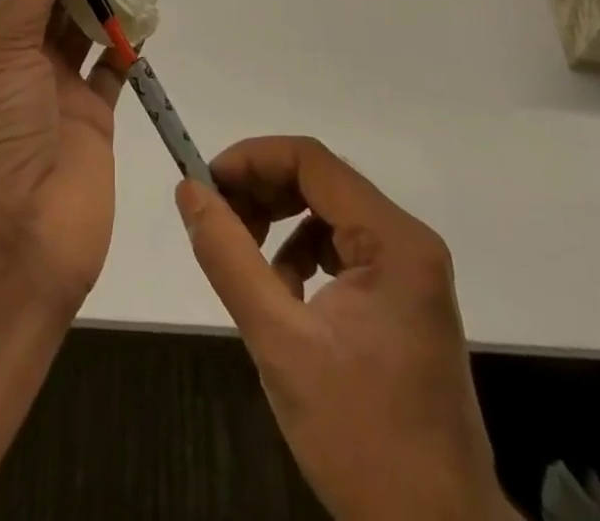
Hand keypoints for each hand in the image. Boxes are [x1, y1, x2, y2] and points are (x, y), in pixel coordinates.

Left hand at [0, 0, 124, 317]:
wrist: (11, 247)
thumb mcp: (2, 50)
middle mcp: (24, 64)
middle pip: (57, 0)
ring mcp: (61, 94)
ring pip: (87, 31)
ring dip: (106, 0)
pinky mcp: (96, 122)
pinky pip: (114, 71)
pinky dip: (127, 45)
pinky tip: (143, 20)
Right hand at [176, 138, 513, 520]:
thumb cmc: (363, 440)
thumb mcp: (280, 344)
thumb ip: (229, 258)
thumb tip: (189, 190)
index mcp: (393, 241)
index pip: (311, 160)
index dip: (251, 159)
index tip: (205, 186)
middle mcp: (408, 242)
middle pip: (319, 180)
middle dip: (261, 190)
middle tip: (216, 220)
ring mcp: (410, 271)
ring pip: (326, 211)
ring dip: (277, 222)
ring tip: (244, 260)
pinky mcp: (403, 299)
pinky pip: (340, 248)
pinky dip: (300, 254)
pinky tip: (283, 294)